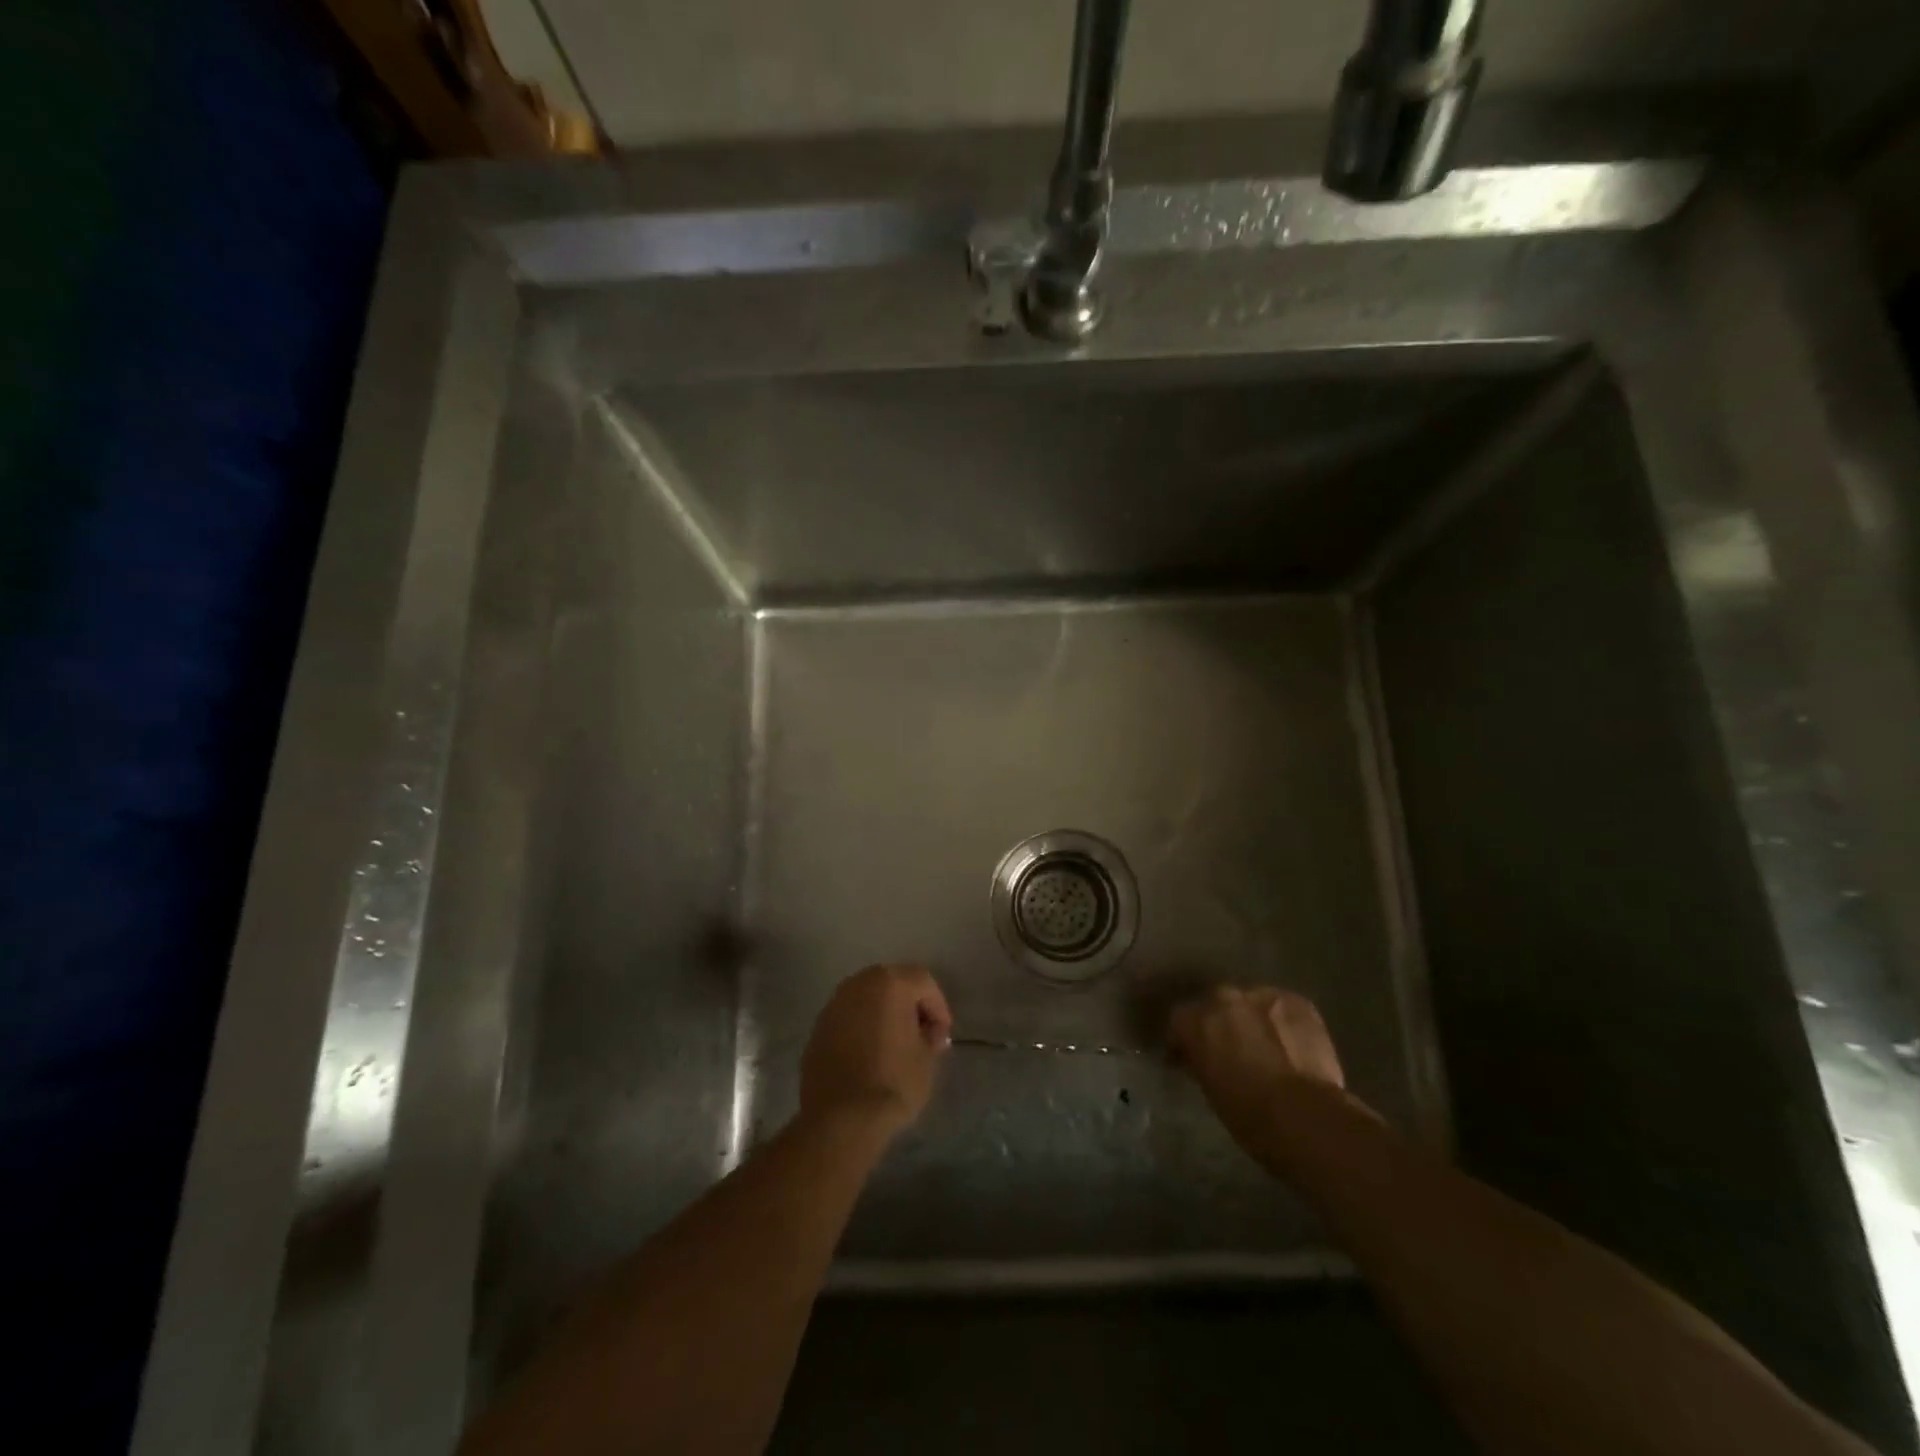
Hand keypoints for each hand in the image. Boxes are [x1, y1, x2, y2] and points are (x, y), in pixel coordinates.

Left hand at [800, 964, 952, 1140]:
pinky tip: (869, 1054)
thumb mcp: (926, 1059)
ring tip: (895, 1044)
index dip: (938, 1007)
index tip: (941, 1035)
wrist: (840, 1119)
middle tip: (920, 1034)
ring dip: (884, 1014)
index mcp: (890, 983)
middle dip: (909, 1005)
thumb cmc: (893, 1082)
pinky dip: (862, 1027)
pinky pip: (849, 1017)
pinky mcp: (818, 1027)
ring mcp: (834, 1004)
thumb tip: (929, 1033)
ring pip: (867, 998)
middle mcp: (859, 983)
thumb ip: (931, 1037)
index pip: (923, 982)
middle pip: (893, 983)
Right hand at [1168, 986, 1351, 1149]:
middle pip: (1216, 1004)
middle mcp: (1224, 998)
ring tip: (1266, 1046)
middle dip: (1221, 1024)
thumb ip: (1201, 1060)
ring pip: (1251, 1003)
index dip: (1185, 1039)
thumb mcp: (1209, 1087)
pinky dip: (1283, 1023)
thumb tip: (1202, 1057)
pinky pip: (1282, 1007)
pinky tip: (1291, 1044)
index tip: (1190, 1057)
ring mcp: (1262, 995)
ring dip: (1253, 1020)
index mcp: (1195, 1020)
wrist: (1304, 1116)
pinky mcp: (1297, 1001)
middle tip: (1231, 1050)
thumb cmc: (1248, 1115)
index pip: (1179, 1020)